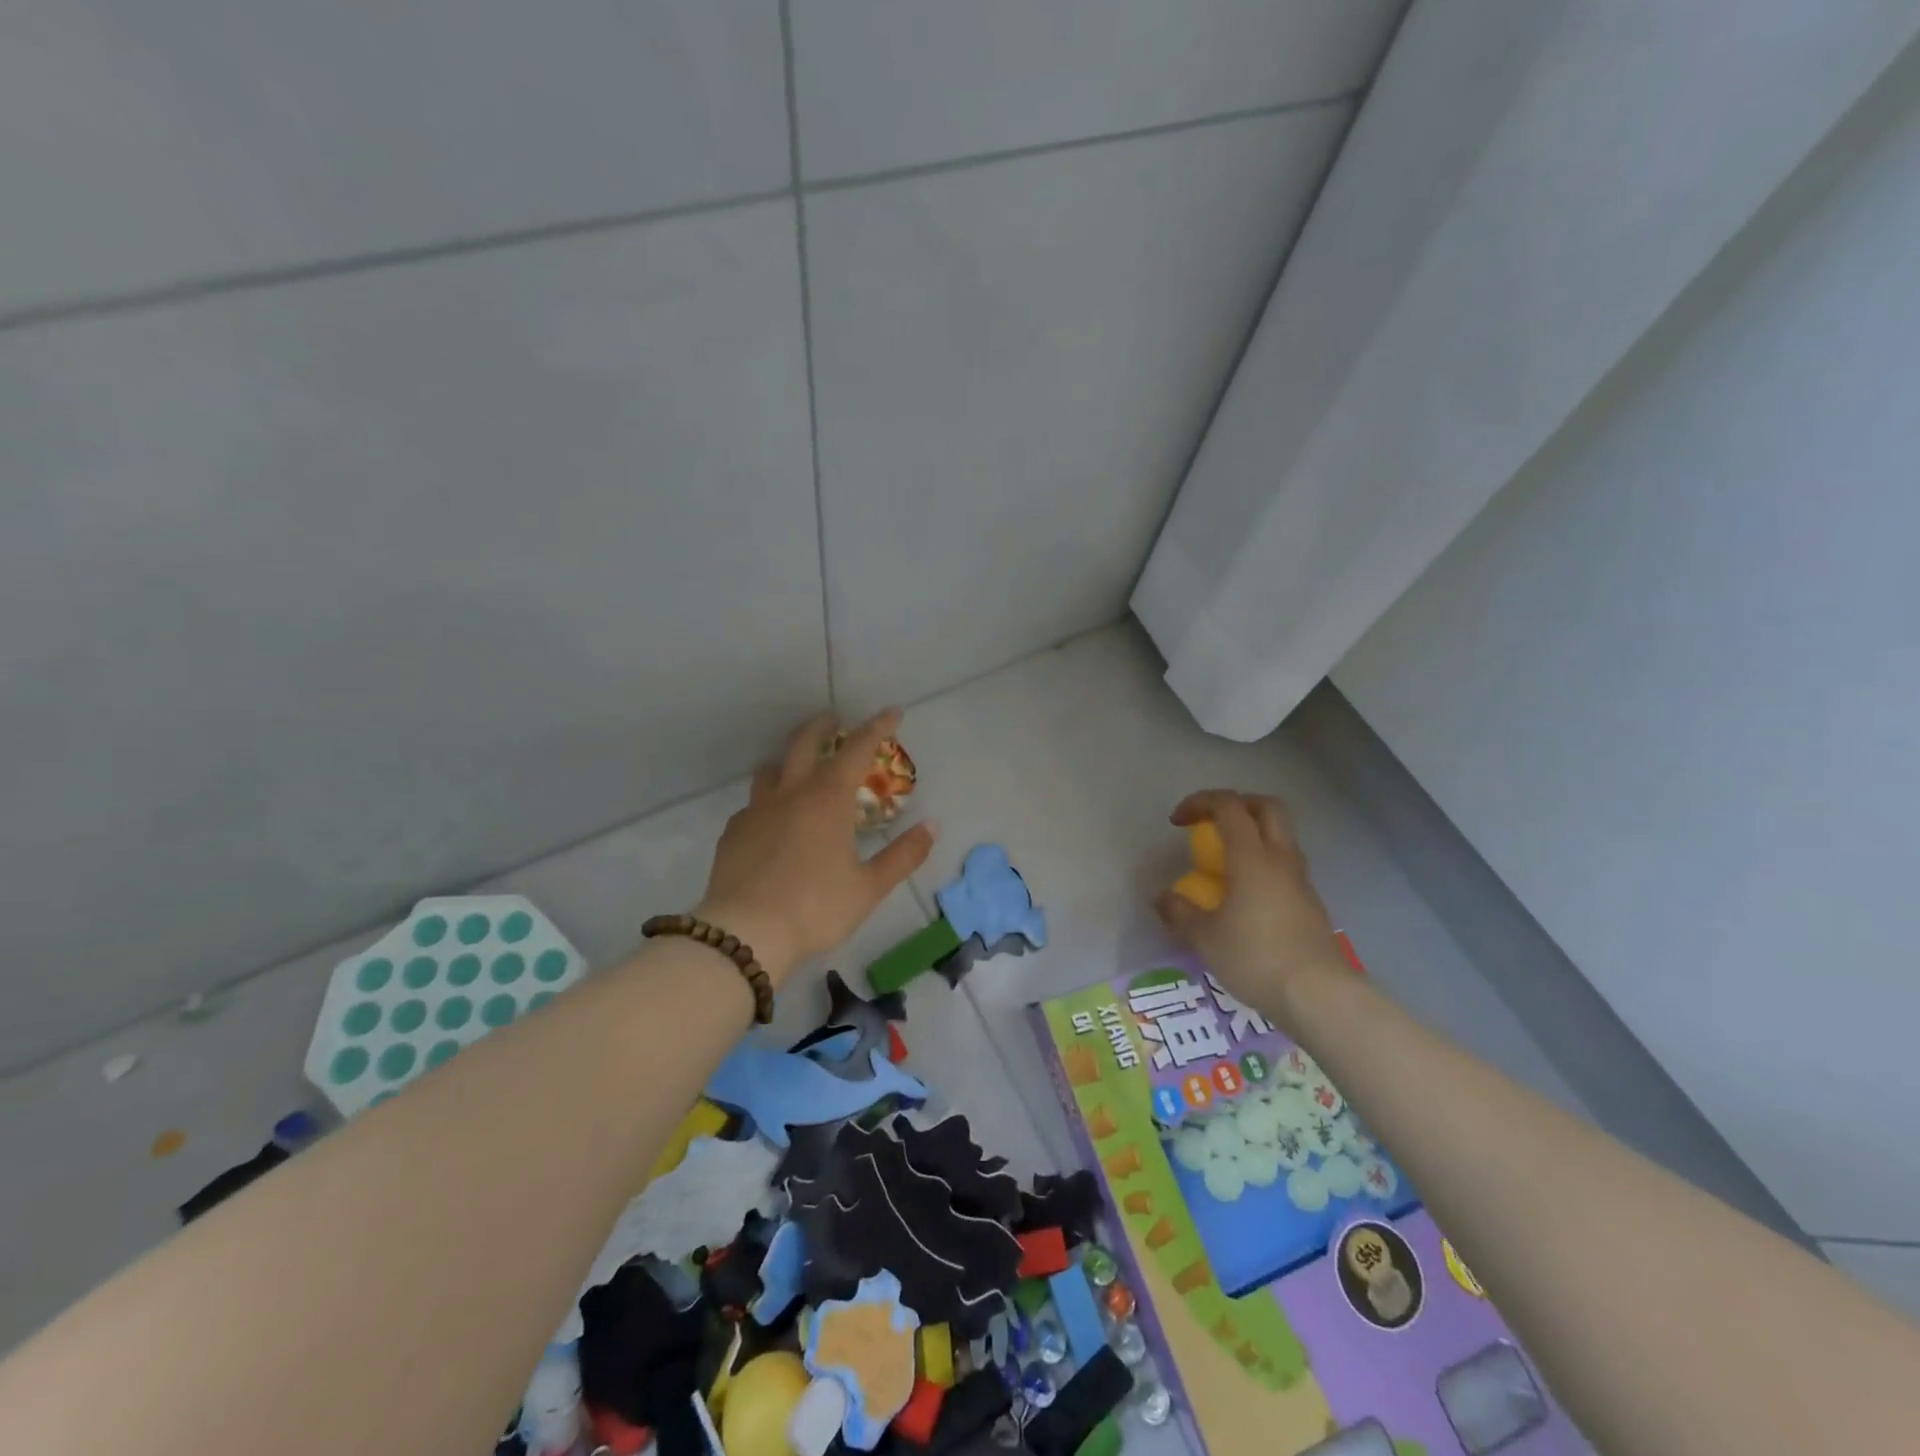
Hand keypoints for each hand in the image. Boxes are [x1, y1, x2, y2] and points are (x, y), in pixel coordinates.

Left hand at [696, 710, 936, 987]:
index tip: (892, 712)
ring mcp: (756, 811)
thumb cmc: (816, 908)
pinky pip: (753, 804)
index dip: (877, 727)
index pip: (856, 749)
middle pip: (804, 743)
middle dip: (823, 726)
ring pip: (771, 769)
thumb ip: (903, 855)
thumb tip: (931, 825)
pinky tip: (772, 821)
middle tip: (835, 721)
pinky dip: (768, 801)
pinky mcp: (733, 833)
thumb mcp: (870, 887)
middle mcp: (790, 793)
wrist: (746, 934)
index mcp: (828, 799)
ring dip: (789, 760)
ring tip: (800, 769)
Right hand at [1153, 789, 1348, 1019]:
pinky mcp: (1310, 903)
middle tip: (1211, 822)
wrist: (1320, 996)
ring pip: (1280, 836)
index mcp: (1252, 856)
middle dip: (1236, 804)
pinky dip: (1262, 864)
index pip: (1229, 806)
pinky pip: (1284, 866)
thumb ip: (1179, 912)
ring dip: (1252, 835)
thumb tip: (1161, 897)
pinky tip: (1244, 896)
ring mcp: (1300, 881)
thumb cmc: (1256, 957)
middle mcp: (1280, 859)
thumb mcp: (1205, 937)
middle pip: (1266, 807)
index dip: (1200, 802)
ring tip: (1225, 861)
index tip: (1177, 821)